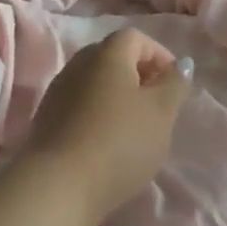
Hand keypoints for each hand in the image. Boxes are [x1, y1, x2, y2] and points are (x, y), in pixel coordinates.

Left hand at [20, 28, 189, 224]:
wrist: (56, 187)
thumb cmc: (119, 142)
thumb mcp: (161, 113)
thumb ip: (174, 84)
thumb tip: (181, 64)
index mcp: (108, 54)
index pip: (136, 38)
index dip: (159, 55)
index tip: (173, 84)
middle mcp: (79, 64)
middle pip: (113, 57)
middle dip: (138, 75)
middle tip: (156, 104)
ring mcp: (58, 92)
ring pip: (95, 83)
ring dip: (117, 97)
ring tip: (133, 128)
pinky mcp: (46, 120)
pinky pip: (79, 105)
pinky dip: (97, 115)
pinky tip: (107, 143)